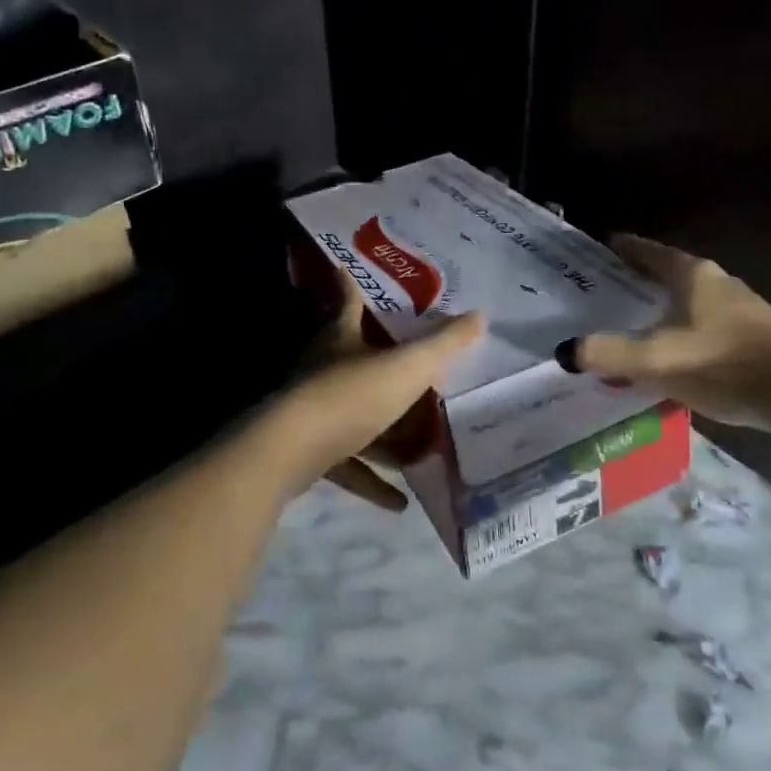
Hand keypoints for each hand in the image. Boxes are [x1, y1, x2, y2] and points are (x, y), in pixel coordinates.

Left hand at [259, 287, 484, 508]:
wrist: (289, 451)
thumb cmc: (350, 394)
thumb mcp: (407, 367)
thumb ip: (444, 345)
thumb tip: (481, 314)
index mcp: (340, 338)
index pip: (348, 302)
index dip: (350, 283)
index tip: (345, 267)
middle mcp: (322, 370)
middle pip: (351, 358)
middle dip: (377, 362)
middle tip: (410, 367)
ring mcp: (312, 412)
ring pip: (352, 417)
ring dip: (383, 434)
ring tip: (419, 447)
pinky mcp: (308, 453)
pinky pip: (347, 466)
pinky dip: (372, 481)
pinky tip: (399, 502)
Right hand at [562, 235, 770, 432]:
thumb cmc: (727, 364)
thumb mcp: (659, 360)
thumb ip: (610, 354)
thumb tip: (566, 351)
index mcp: (694, 276)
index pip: (650, 252)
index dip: (624, 249)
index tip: (600, 248)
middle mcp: (717, 284)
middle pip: (668, 277)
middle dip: (637, 285)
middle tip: (605, 295)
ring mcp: (739, 311)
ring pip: (686, 306)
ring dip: (660, 316)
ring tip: (630, 332)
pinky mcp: (752, 340)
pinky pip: (702, 332)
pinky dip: (679, 339)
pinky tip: (668, 364)